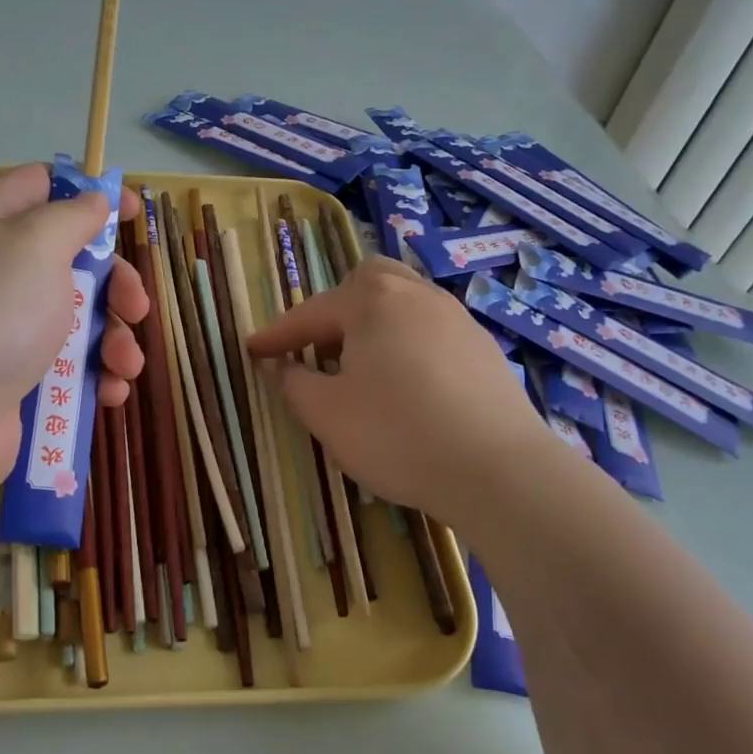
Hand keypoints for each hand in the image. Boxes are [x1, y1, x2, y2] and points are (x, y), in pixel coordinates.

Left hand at [0, 164, 149, 494]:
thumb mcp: (37, 244)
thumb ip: (73, 216)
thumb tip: (93, 201)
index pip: (40, 185)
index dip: (89, 192)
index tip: (130, 210)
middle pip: (70, 258)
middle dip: (114, 283)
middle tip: (136, 306)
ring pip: (75, 315)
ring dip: (113, 337)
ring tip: (125, 363)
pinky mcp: (10, 374)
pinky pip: (64, 362)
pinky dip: (92, 373)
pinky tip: (110, 390)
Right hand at [246, 257, 552, 524]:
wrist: (500, 470)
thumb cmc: (398, 434)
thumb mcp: (327, 414)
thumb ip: (294, 383)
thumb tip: (281, 366)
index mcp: (372, 300)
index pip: (311, 314)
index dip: (277, 335)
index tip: (253, 350)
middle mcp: (416, 294)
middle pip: (367, 283)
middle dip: (337, 310)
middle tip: (321, 347)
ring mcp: (457, 318)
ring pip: (404, 304)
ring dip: (375, 326)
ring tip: (363, 367)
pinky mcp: (484, 348)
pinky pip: (432, 331)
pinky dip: (409, 345)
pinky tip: (410, 385)